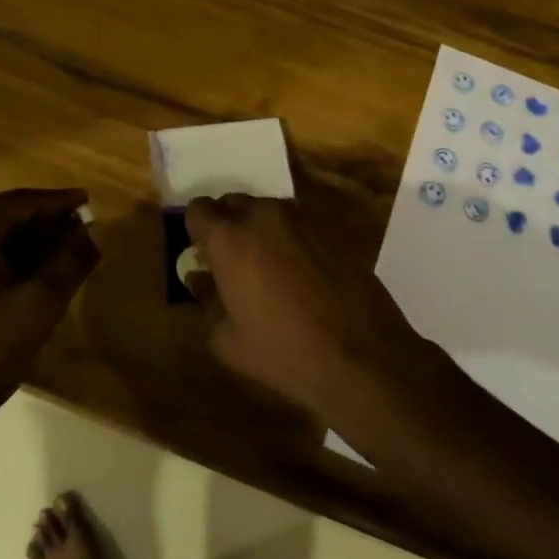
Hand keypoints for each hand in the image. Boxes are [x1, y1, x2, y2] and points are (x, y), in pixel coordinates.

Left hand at [0, 188, 98, 441]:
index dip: (60, 202)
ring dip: (25, 247)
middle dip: (44, 227)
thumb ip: (71, 262)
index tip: (89, 202)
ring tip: (61, 262)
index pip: (22, 201)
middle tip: (80, 238)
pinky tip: (26, 283)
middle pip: (3, 217)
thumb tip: (93, 232)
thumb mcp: (38, 306)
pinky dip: (1, 263)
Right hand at [183, 193, 421, 421]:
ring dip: (259, 229)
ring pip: (265, 209)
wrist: (361, 356)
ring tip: (269, 267)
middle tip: (232, 262)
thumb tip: (200, 279)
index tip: (204, 256)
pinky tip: (300, 271)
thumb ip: (207, 300)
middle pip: (232, 203)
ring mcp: (300, 217)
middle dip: (226, 225)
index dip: (197, 230)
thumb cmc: (283, 352)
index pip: (198, 209)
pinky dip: (289, 237)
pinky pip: (296, 221)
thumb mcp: (227, 340)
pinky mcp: (330, 227)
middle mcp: (262, 215)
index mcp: (229, 238)